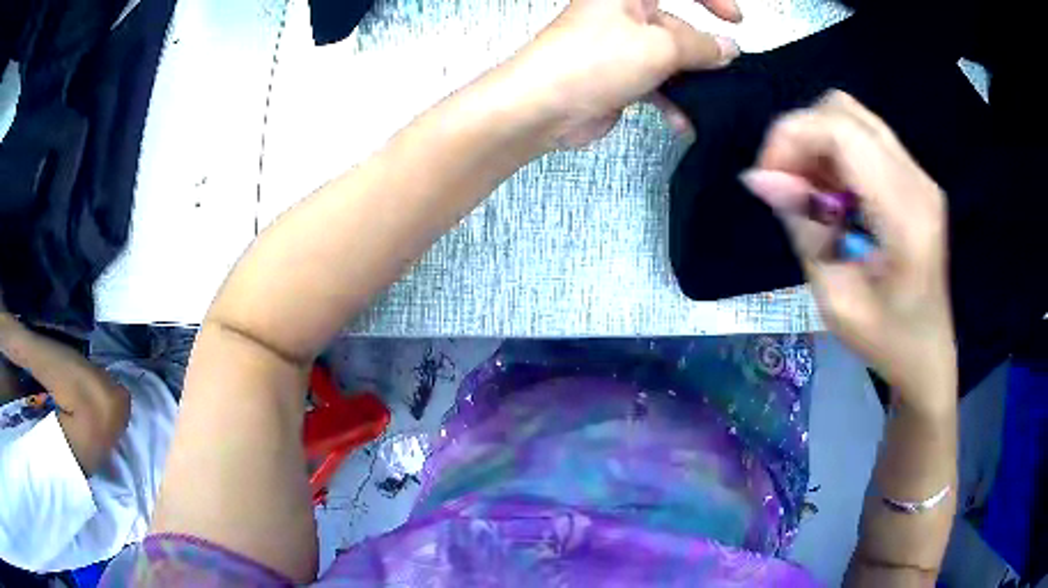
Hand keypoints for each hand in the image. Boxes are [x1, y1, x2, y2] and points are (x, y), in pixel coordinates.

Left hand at [508, 0, 740, 146]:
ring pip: (671, 57)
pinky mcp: (620, 74)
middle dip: (704, 50)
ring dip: (691, 82)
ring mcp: (622, 44)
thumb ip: (701, 45)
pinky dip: (672, 100)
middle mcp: (624, 13)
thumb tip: (728, 48)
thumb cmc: (592, 60)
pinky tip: (680, 120)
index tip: (736, 20)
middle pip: (679, 24)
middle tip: (725, 71)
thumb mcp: (660, 46)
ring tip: (705, 102)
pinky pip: (658, 82)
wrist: (544, 108)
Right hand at [742, 92, 956, 412]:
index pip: (839, 130)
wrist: (928, 353)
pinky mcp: (915, 178)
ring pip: (851, 117)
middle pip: (842, 110)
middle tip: (785, 184)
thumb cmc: (886, 341)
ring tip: (806, 190)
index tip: (767, 180)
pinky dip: (835, 152)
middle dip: (800, 135)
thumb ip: (804, 228)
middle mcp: (916, 179)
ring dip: (816, 142)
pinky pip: (864, 137)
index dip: (791, 138)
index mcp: (904, 213)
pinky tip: (831, 193)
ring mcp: (919, 175)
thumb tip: (761, 178)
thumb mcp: (835, 300)